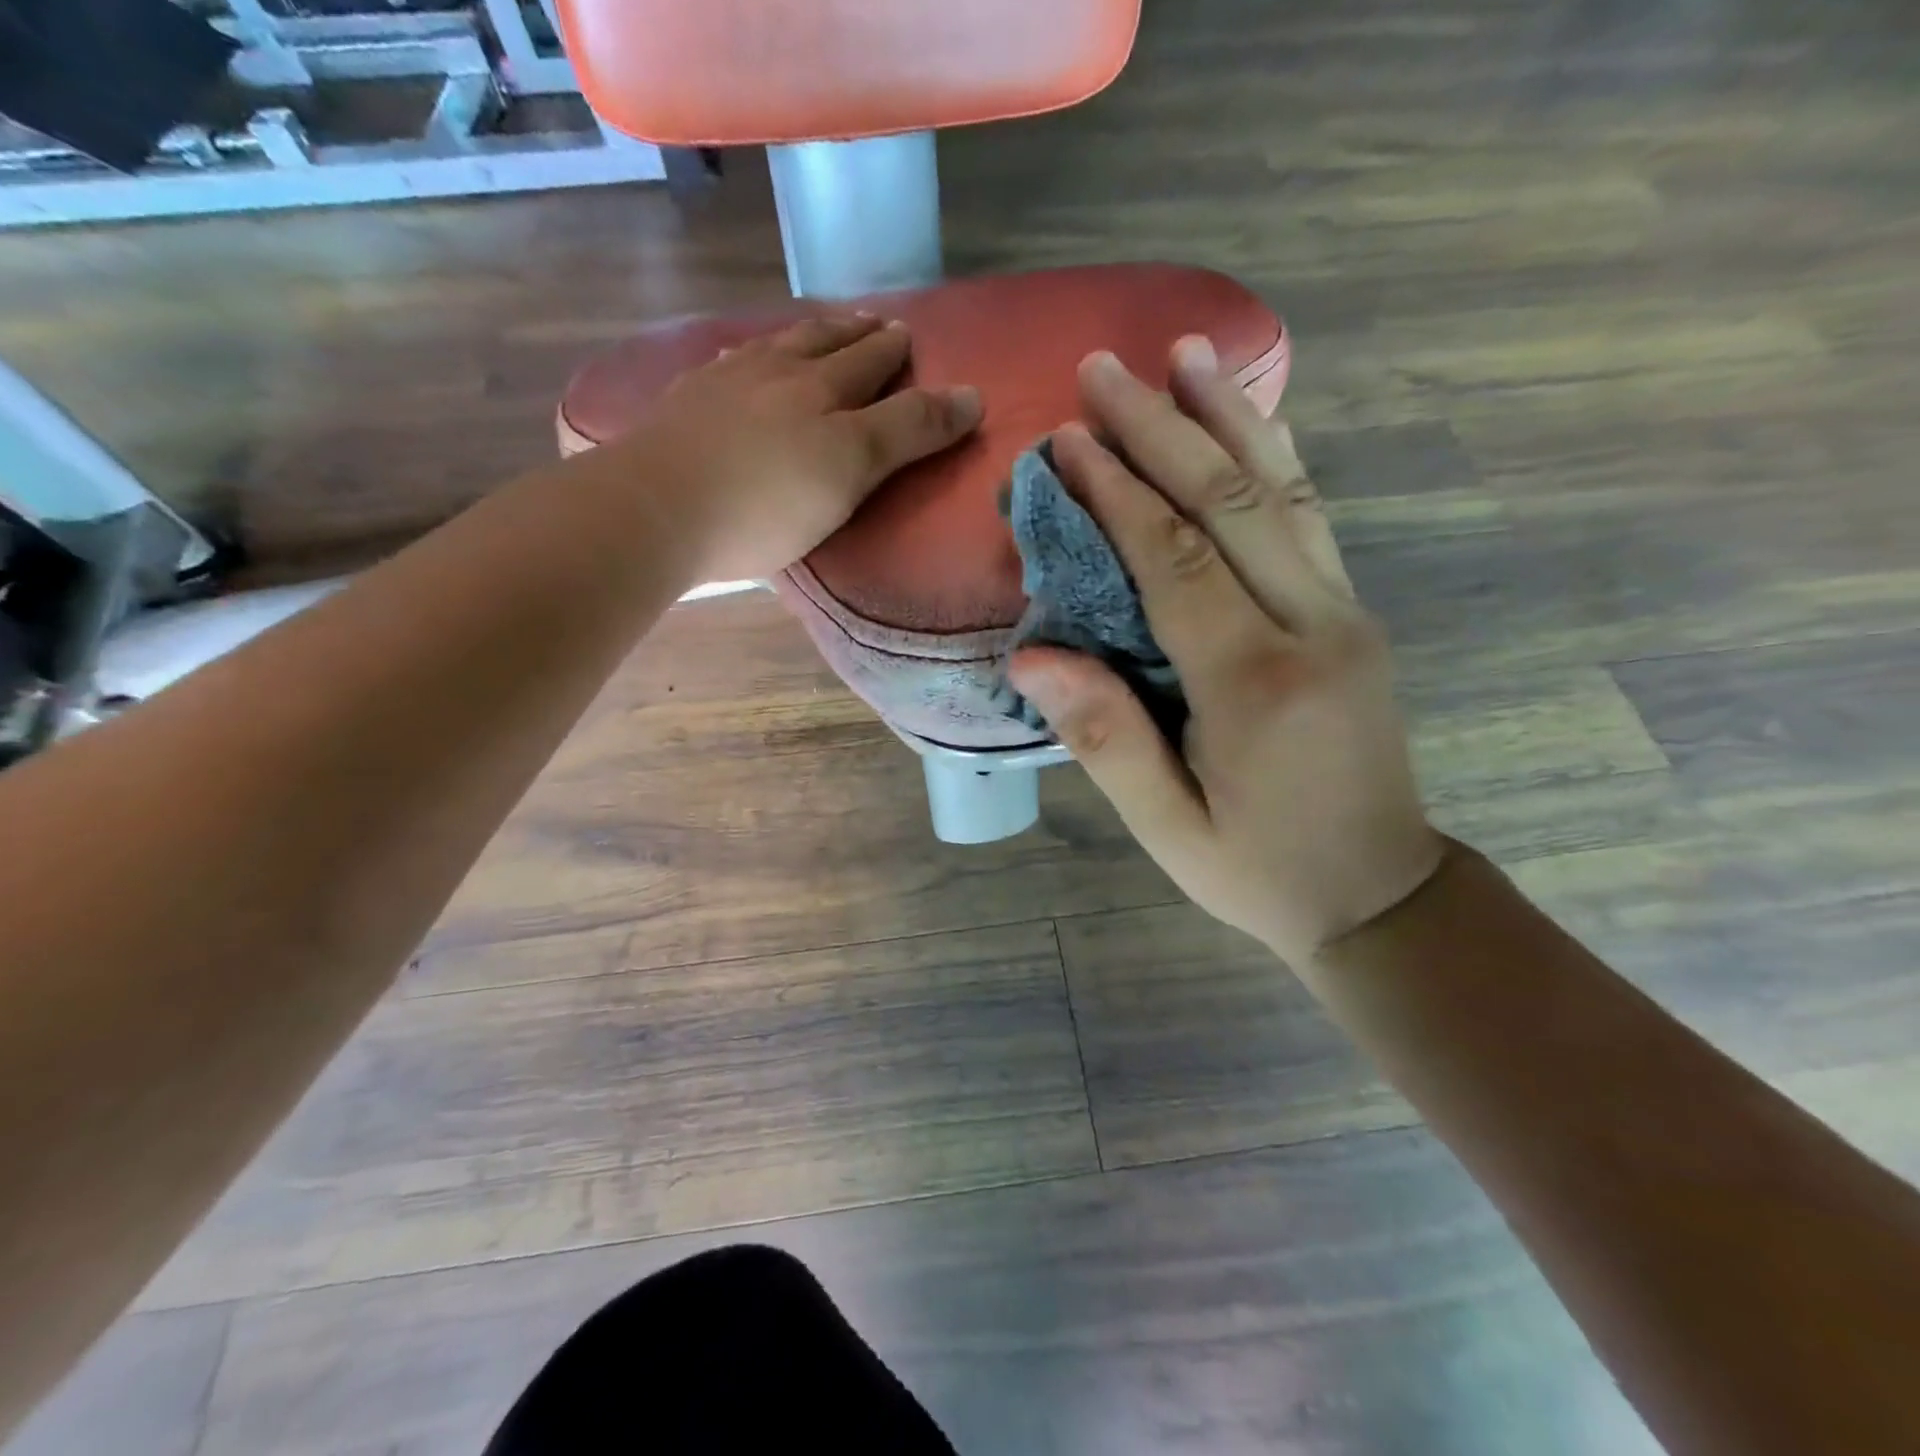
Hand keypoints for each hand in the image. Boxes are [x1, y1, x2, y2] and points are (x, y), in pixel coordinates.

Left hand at [598, 313, 980, 580]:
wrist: (657, 510)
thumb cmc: (766, 503)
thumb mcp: (852, 470)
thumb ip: (909, 432)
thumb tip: (973, 396)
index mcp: (822, 391)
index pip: (873, 365)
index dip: (897, 354)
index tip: (911, 336)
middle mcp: (776, 373)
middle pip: (824, 345)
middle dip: (856, 334)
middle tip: (876, 324)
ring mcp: (724, 383)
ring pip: (775, 346)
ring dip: (805, 336)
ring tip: (820, 330)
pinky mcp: (684, 404)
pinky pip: (726, 364)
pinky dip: (747, 355)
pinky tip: (741, 357)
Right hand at [1006, 339, 1443, 966]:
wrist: (1380, 894)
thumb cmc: (1258, 870)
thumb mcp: (1166, 827)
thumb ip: (1103, 738)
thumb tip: (1031, 654)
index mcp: (1252, 684)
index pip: (1173, 562)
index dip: (1115, 493)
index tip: (1064, 439)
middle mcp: (1310, 628)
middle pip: (1229, 504)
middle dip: (1161, 428)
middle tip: (1105, 367)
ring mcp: (1344, 614)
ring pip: (1283, 494)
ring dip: (1229, 418)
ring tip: (1188, 352)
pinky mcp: (1353, 617)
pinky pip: (1311, 520)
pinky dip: (1276, 460)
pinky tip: (1255, 418)